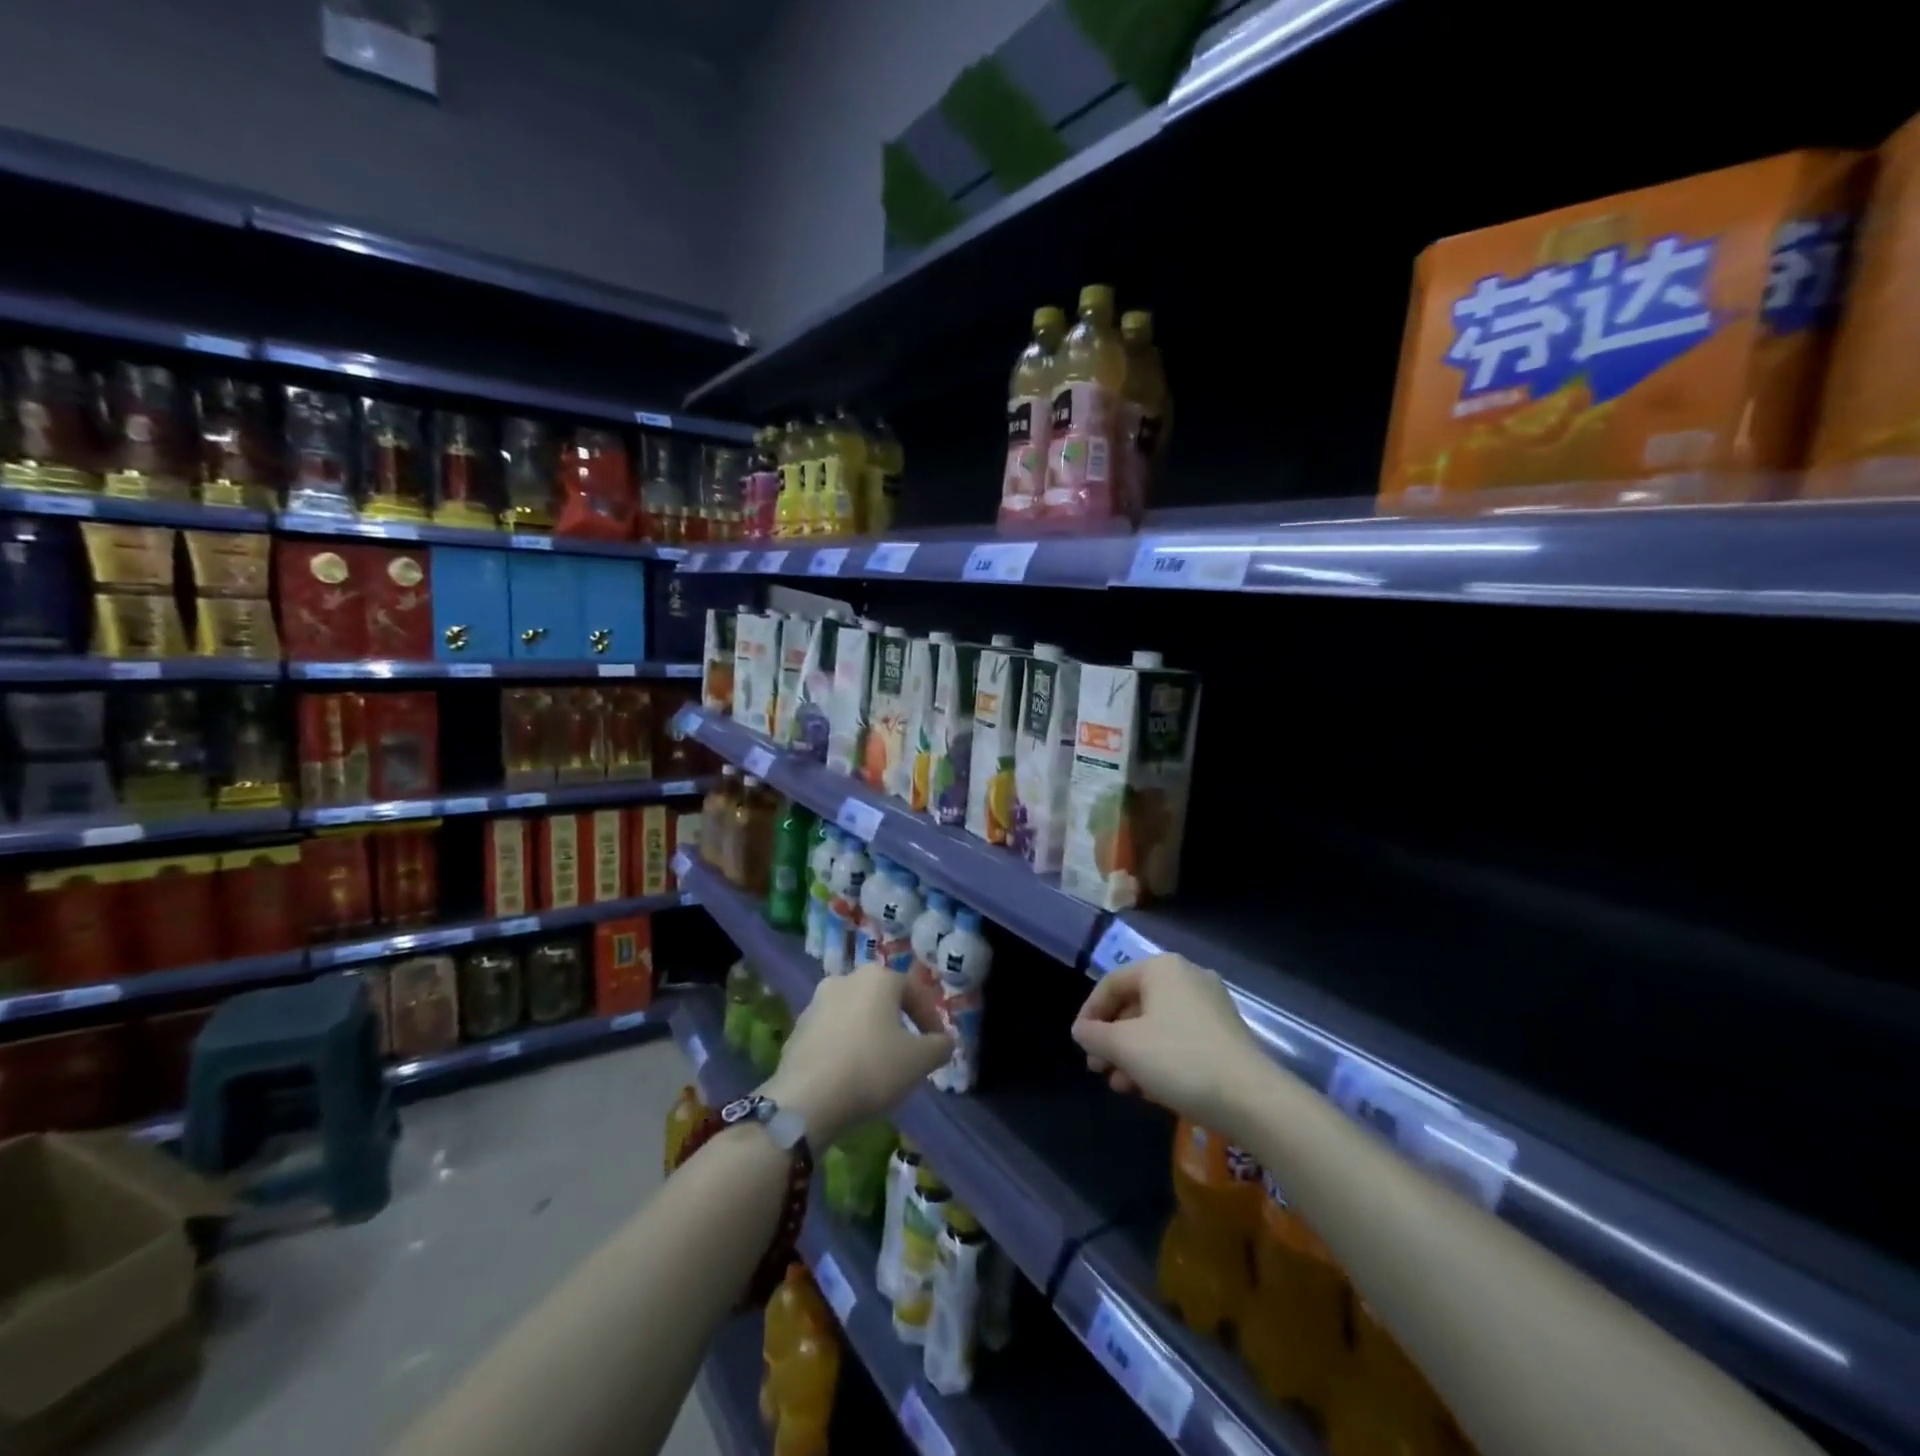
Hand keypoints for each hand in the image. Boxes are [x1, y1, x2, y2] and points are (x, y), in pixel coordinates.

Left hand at [760, 962, 953, 1146]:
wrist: (807, 1099)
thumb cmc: (872, 1069)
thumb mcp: (919, 1061)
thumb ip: (939, 1046)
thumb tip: (945, 1041)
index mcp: (878, 978)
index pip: (915, 992)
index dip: (931, 1018)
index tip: (938, 1045)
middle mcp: (846, 979)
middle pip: (882, 999)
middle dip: (899, 1022)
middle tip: (910, 1051)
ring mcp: (817, 1002)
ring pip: (855, 1014)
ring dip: (870, 1033)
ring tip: (880, 1064)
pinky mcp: (798, 1029)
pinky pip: (832, 1033)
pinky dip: (846, 1046)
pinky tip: (851, 1073)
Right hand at [1072, 953, 1266, 1129]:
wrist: (1253, 1099)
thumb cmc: (1180, 1060)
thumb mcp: (1125, 1047)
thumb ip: (1095, 1035)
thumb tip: (1081, 1030)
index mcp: (1161, 968)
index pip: (1111, 983)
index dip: (1089, 1014)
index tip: (1080, 1045)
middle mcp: (1187, 977)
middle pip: (1135, 1004)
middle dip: (1112, 1039)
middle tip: (1098, 1069)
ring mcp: (1210, 1005)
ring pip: (1157, 1025)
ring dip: (1133, 1054)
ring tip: (1121, 1086)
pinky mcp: (1225, 1033)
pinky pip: (1180, 1038)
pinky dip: (1159, 1058)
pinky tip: (1149, 1090)